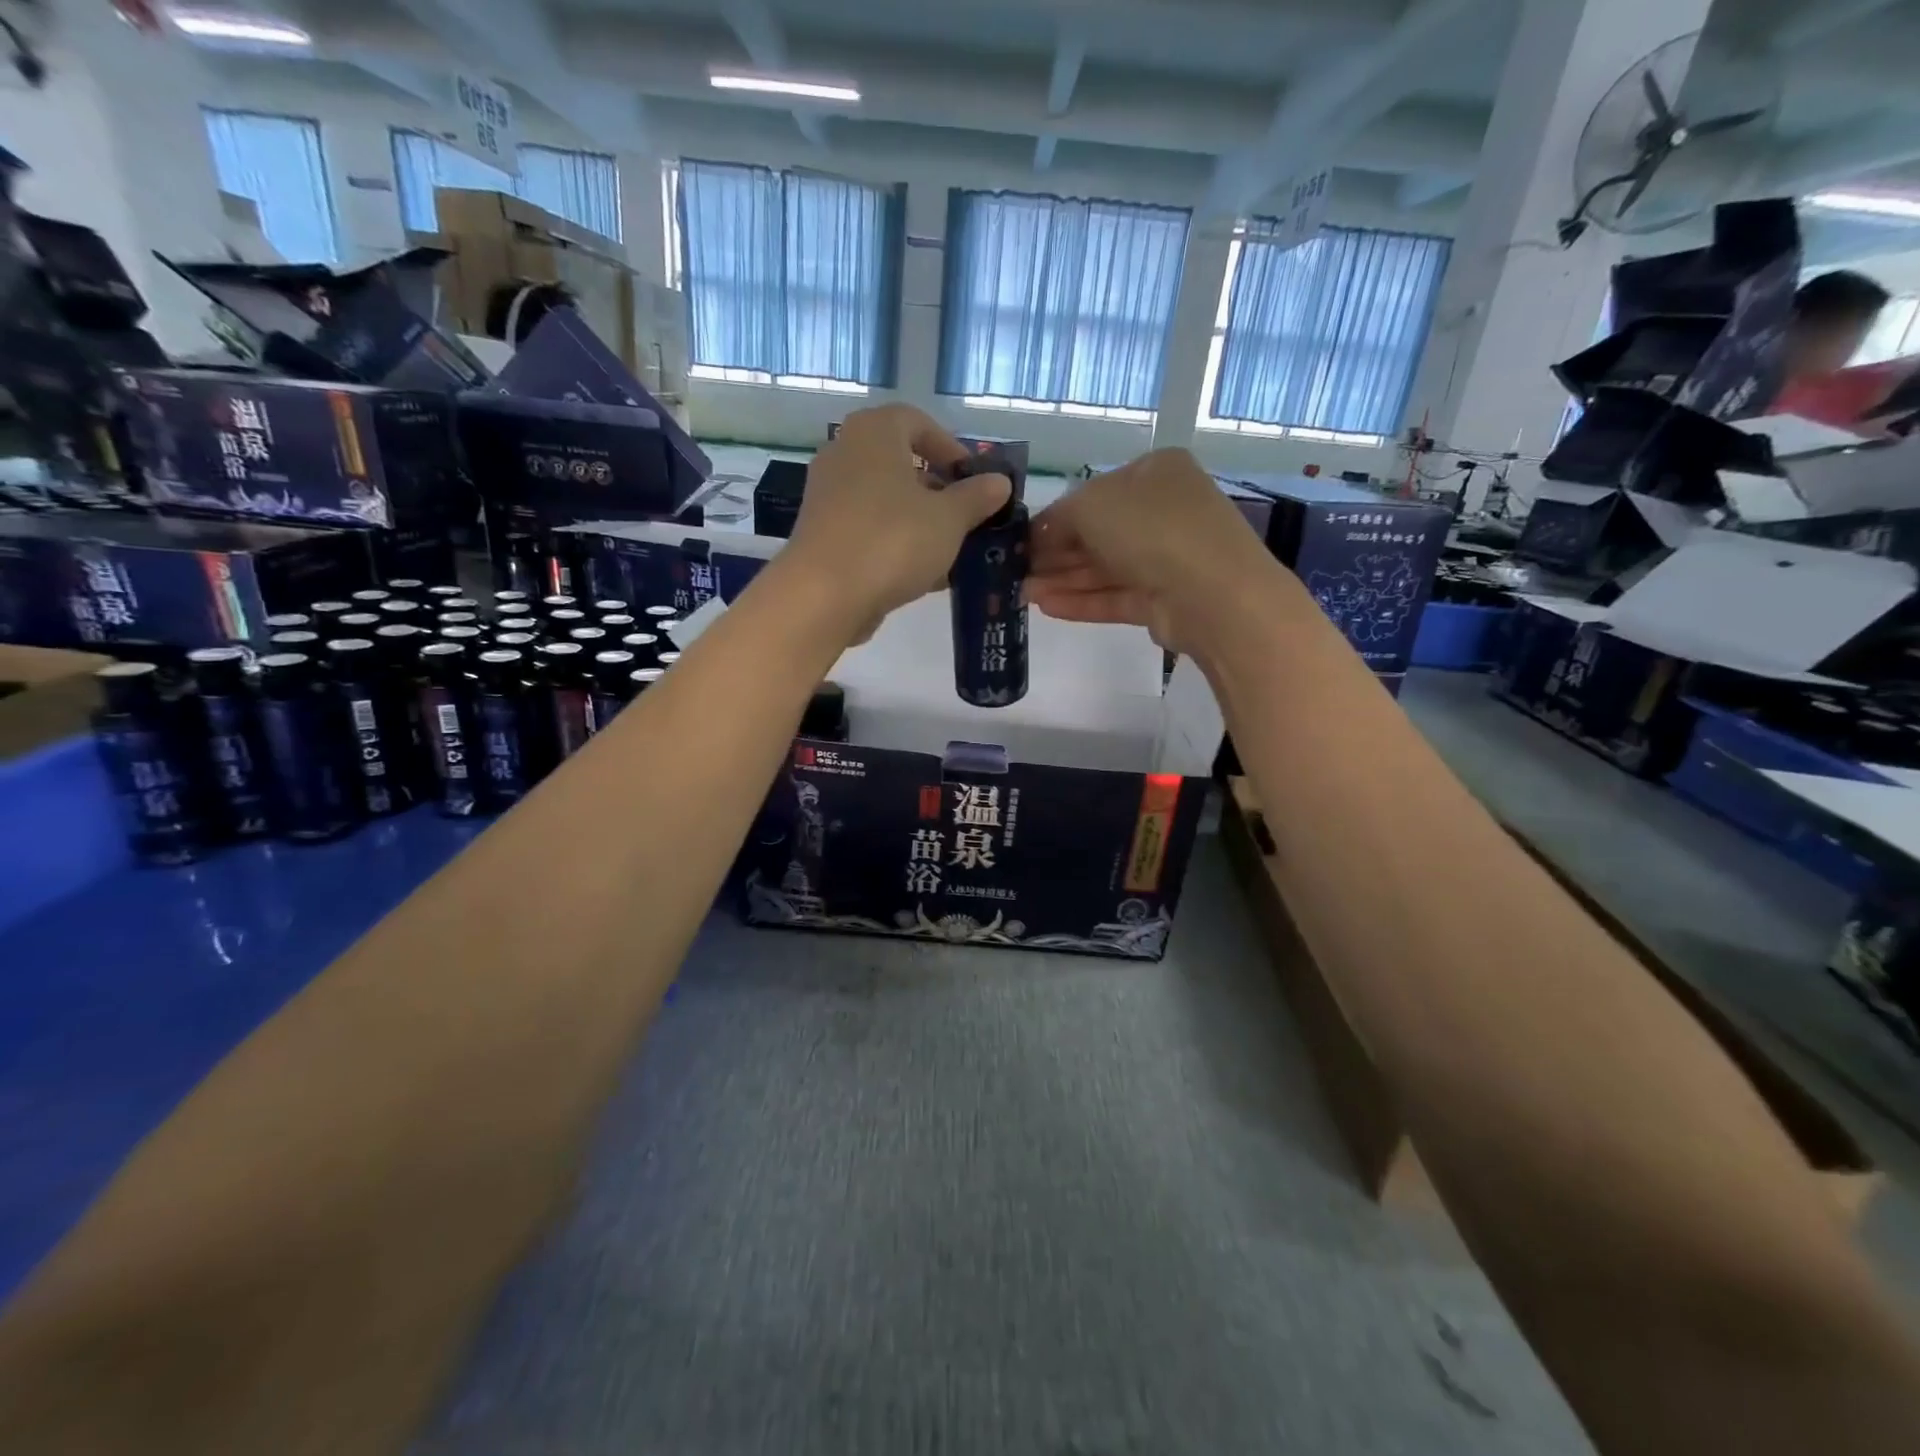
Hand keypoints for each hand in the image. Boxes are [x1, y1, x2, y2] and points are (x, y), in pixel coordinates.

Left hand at [783, 404, 1011, 639]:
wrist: (823, 595)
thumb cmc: (892, 540)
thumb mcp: (949, 518)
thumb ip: (976, 497)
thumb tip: (999, 482)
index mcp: (874, 432)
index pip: (917, 421)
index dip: (950, 448)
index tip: (973, 480)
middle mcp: (844, 453)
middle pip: (900, 463)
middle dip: (938, 491)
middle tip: (966, 519)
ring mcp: (828, 495)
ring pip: (885, 501)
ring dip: (920, 523)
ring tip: (951, 553)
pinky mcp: (821, 534)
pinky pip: (868, 528)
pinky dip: (895, 543)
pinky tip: (922, 576)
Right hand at [1027, 448, 1282, 654]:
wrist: (1213, 593)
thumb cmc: (1151, 528)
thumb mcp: (1091, 506)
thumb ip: (1057, 518)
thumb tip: (1037, 536)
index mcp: (1154, 472)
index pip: (1094, 494)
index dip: (1054, 518)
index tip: (1019, 541)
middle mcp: (1164, 510)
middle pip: (1098, 533)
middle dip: (1054, 554)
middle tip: (1013, 572)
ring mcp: (1167, 557)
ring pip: (1104, 568)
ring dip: (1062, 580)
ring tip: (1020, 595)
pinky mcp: (1165, 599)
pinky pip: (1116, 596)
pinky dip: (1082, 601)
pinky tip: (1046, 607)